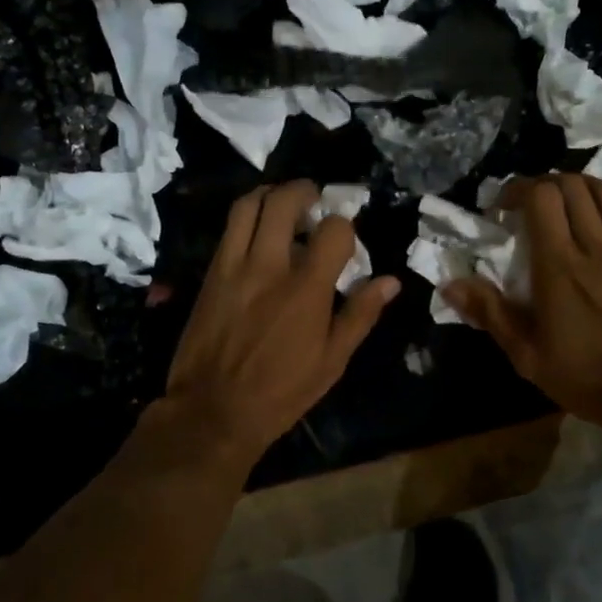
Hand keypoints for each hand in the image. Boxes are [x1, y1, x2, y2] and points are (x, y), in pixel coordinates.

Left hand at [164, 182, 398, 462]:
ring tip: (283, 204)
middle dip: (304, 190)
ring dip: (270, 194)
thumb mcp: (332, 360)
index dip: (345, 226)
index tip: (345, 238)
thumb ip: (360, 314)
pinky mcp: (211, 273)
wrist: (213, 410)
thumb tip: (390, 281)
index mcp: (306, 289)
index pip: (333, 230)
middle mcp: (268, 266)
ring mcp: (234, 266)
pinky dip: (247, 216)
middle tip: (314, 199)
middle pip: (284, 201)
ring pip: (248, 205)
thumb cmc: (281, 391)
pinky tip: (258, 231)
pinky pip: (228, 228)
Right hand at [442, 175, 601, 427]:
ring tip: (564, 203)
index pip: (541, 197)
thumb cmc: (592, 378)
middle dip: (544, 184)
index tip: (503, 208)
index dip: (518, 190)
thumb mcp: (530, 357)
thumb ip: (491, 314)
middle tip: (529, 205)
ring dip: (577, 185)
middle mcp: (594, 245)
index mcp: (559, 267)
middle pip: (570, 185)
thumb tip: (450, 284)